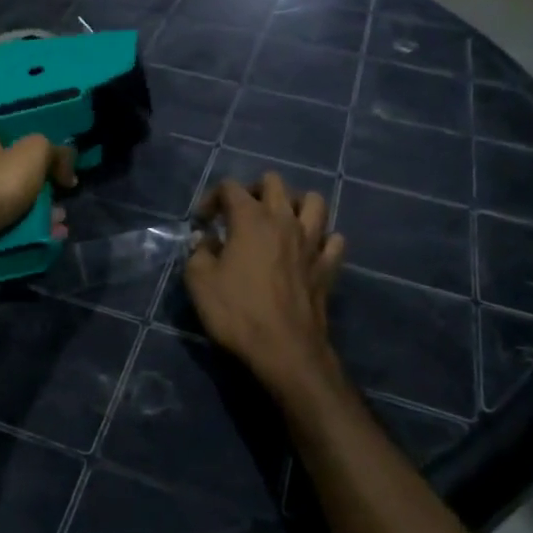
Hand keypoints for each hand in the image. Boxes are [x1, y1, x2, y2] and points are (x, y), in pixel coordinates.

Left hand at [0, 127, 76, 254]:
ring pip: (10, 195)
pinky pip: (1, 217)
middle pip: (13, 165)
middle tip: (62, 193)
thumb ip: (56, 151)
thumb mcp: (34, 154)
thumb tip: (68, 166)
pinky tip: (46, 234)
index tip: (59, 158)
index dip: (39, 141)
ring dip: (38, 207)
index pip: (12, 129)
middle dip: (42, 181)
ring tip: (59, 221)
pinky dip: (23, 224)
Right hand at [184, 174, 345, 397]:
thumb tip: (205, 241)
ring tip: (280, 222)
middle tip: (240, 213)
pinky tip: (309, 250)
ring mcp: (312, 242)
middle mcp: (285, 220)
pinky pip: (334, 240)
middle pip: (274, 183)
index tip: (202, 223)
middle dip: (254, 190)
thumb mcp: (199, 282)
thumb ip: (198, 253)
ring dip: (296, 205)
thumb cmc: (237, 312)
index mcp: (251, 218)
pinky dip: (323, 239)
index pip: (230, 187)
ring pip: (314, 202)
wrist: (284, 349)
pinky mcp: (328, 266)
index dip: (212, 198)